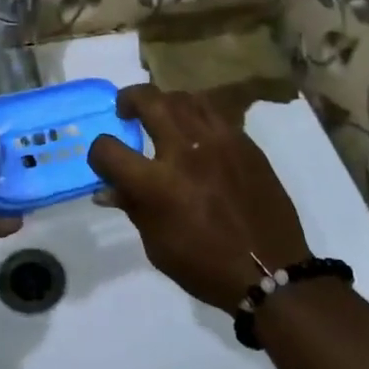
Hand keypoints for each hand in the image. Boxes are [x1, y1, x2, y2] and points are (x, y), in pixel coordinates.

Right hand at [88, 85, 309, 312]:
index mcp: (156, 184)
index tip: (104, 161)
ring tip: (162, 115)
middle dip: (129, 99)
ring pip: (184, 98)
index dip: (98, 153)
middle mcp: (185, 152)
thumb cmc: (205, 266)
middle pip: (149, 101)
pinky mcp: (243, 142)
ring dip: (165, 102)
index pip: (109, 149)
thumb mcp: (157, 245)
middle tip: (126, 109)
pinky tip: (195, 131)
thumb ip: (132, 207)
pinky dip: (196, 114)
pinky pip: (214, 112)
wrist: (269, 270)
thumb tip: (107, 188)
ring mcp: (218, 141)